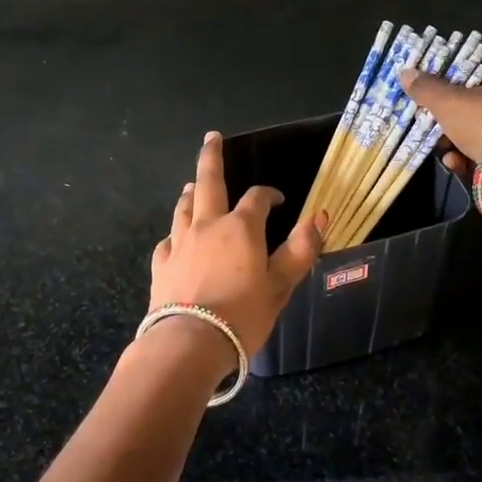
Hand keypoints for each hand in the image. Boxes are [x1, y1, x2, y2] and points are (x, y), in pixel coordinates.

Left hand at [148, 131, 326, 366]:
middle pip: (208, 182)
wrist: (189, 343)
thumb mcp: (281, 285)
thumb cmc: (243, 315)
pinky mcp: (161, 265)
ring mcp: (179, 243)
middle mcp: (207, 226)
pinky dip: (176, 233)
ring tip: (193, 186)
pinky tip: (176, 238)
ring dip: (191, 192)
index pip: (258, 199)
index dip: (269, 195)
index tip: (278, 200)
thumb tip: (320, 216)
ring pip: (184, 208)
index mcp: (240, 228)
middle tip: (211, 137)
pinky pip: (168, 240)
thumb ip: (300, 250)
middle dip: (211, 157)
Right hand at [399, 56, 481, 209]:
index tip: (424, 89)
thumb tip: (404, 73)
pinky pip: (481, 148)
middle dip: (445, 114)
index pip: (471, 66)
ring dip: (451, 139)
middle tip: (426, 120)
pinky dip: (465, 155)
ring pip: (472, 126)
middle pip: (469, 99)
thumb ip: (425, 88)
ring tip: (440, 147)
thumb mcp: (448, 102)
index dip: (446, 76)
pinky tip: (454, 162)